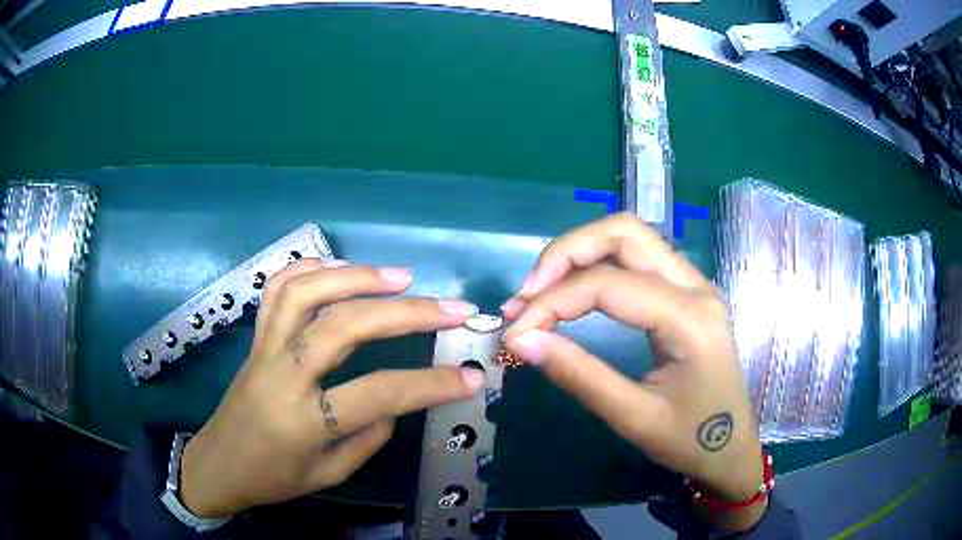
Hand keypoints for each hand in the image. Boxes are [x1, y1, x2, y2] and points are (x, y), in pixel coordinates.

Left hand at [180, 259, 485, 516]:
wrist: (218, 464)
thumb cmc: (274, 478)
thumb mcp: (329, 474)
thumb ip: (369, 436)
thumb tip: (398, 399)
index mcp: (305, 421)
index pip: (379, 394)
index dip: (433, 385)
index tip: (473, 377)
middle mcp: (283, 374)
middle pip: (345, 326)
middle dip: (408, 313)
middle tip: (453, 308)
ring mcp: (264, 348)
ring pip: (306, 292)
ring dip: (357, 276)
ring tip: (401, 277)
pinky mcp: (254, 337)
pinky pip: (277, 289)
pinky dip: (311, 269)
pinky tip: (340, 269)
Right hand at [501, 214, 765, 531]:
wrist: (730, 447)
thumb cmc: (690, 439)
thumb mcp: (634, 418)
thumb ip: (579, 375)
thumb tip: (521, 340)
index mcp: (689, 319)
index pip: (608, 285)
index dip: (552, 302)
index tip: (514, 332)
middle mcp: (695, 286)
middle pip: (624, 233)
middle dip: (566, 253)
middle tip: (528, 294)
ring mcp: (694, 284)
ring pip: (630, 237)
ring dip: (580, 253)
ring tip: (541, 291)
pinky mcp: (686, 293)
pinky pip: (638, 259)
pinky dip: (597, 264)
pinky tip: (574, 291)